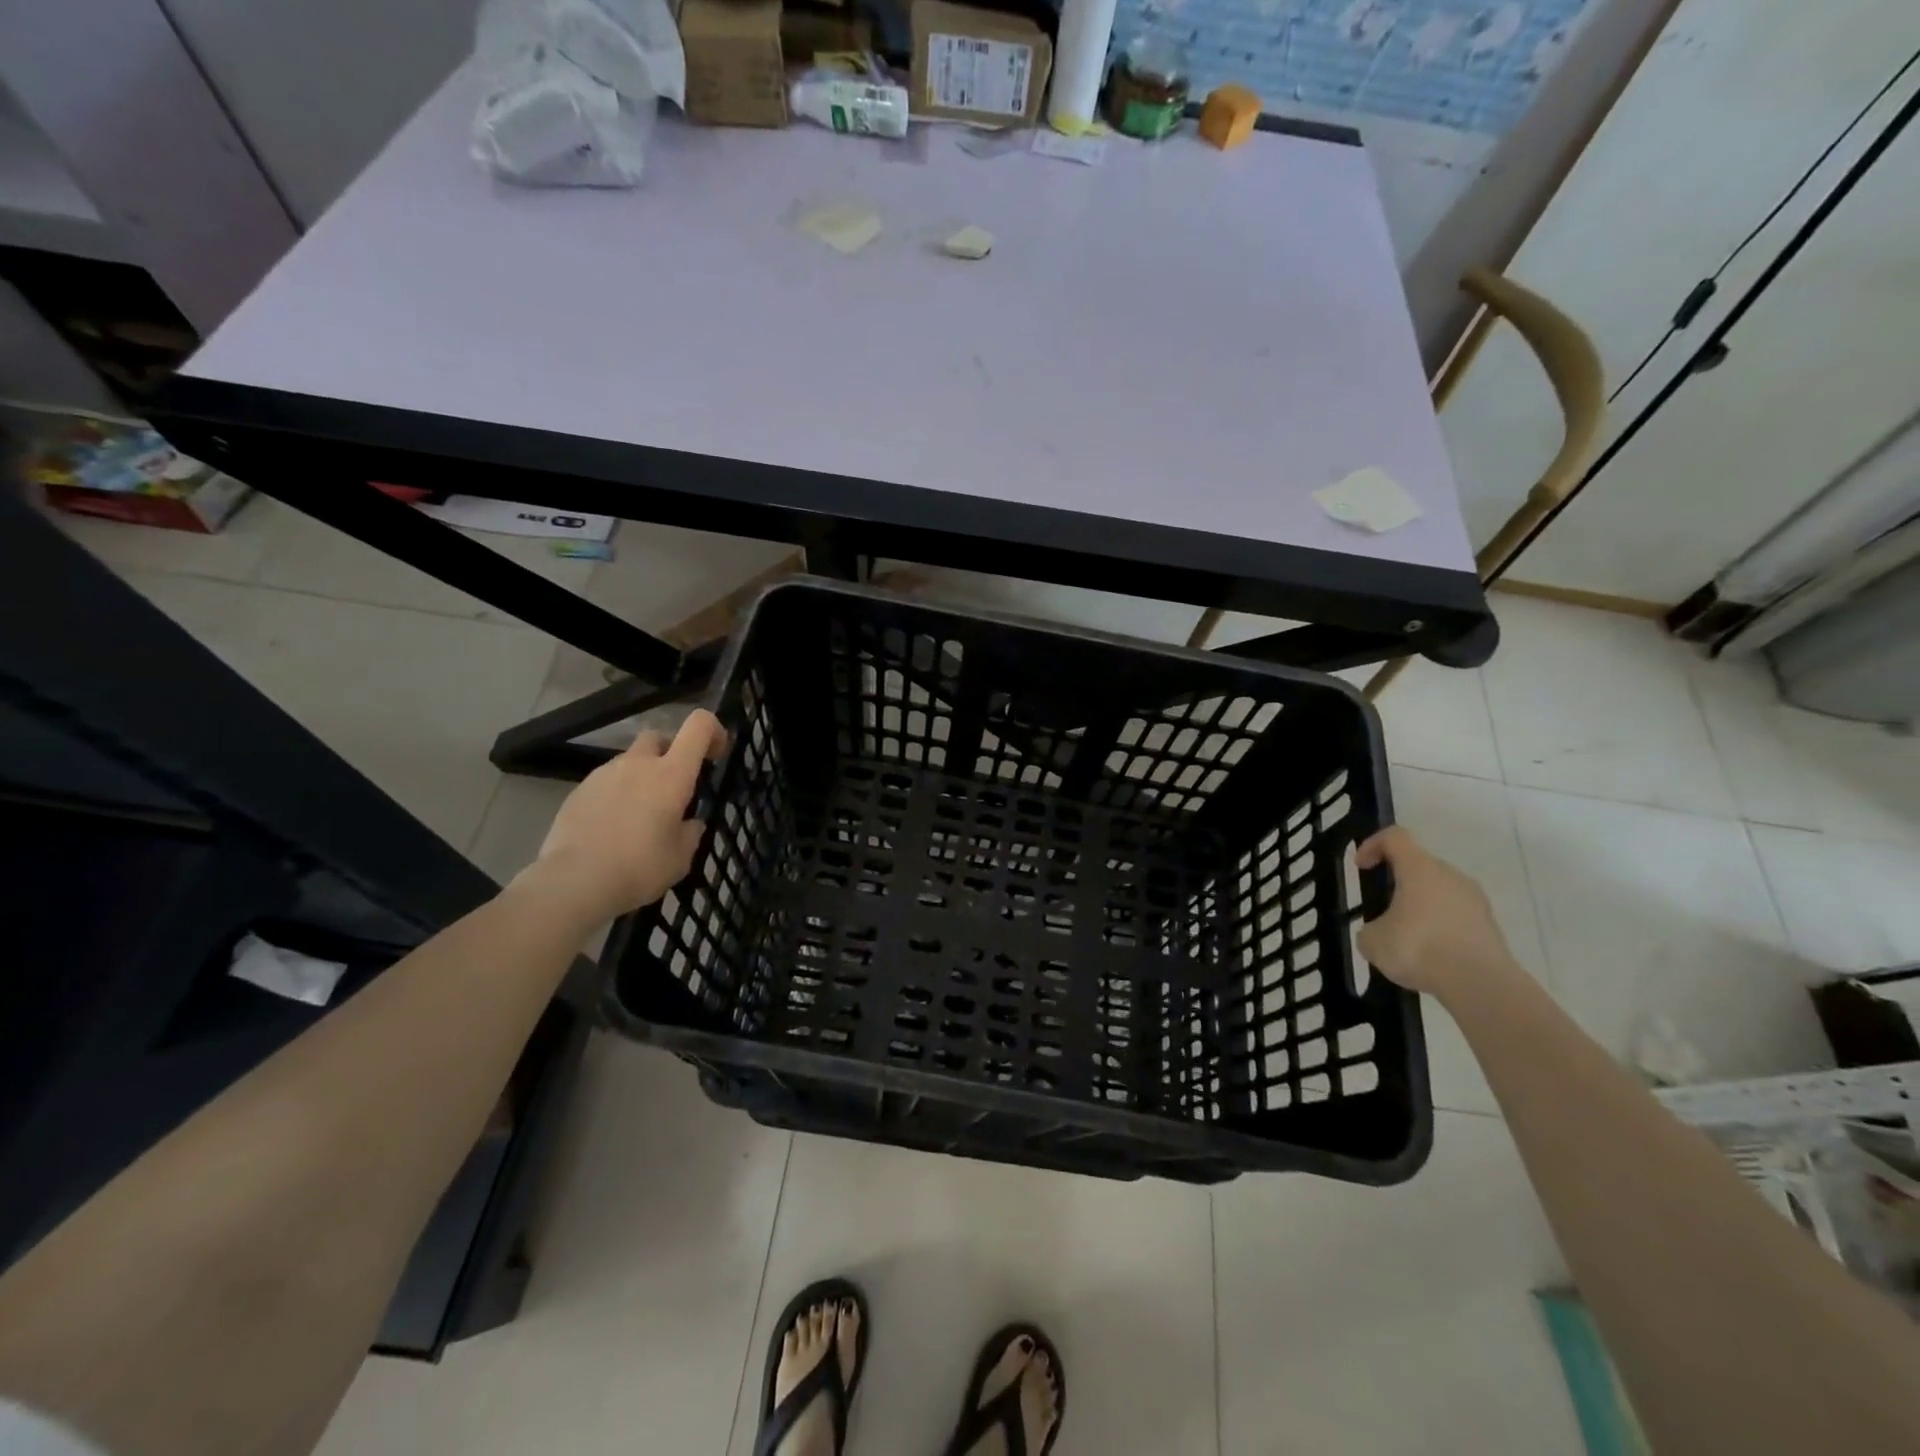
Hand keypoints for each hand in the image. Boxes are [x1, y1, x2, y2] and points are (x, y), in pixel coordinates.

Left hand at [515, 709, 728, 924]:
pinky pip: (606, 782)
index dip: (713, 730)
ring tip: (640, 814)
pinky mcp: (578, 790)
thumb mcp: (681, 857)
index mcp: (672, 774)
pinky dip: (616, 794)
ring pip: (630, 761)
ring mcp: (604, 774)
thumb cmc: (639, 867)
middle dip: (671, 752)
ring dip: (641, 776)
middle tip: (674, 785)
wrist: (574, 882)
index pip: (698, 726)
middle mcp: (638, 764)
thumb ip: (690, 832)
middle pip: (659, 736)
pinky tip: (612, 826)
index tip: (715, 755)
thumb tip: (689, 823)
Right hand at [1354, 825, 1513, 997]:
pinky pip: (1457, 916)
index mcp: (1420, 869)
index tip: (1361, 867)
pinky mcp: (1490, 926)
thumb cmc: (1419, 948)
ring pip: (1441, 891)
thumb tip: (1380, 931)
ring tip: (1407, 937)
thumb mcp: (1373, 941)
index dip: (1372, 845)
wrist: (1480, 985)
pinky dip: (1440, 927)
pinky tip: (1431, 955)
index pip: (1395, 837)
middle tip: (1383, 908)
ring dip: (1421, 906)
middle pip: (1420, 864)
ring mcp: (1475, 900)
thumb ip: (1370, 928)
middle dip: (1398, 882)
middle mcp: (1451, 876)